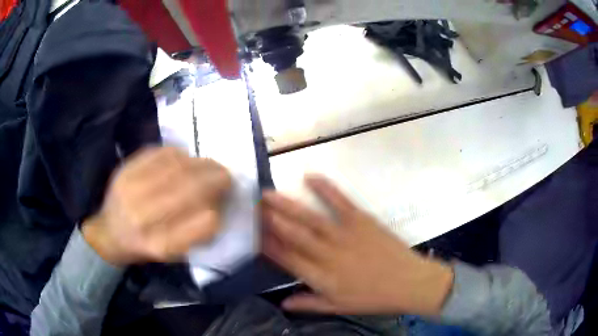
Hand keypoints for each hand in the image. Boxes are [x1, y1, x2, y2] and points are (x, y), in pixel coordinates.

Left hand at [82, 147, 231, 265]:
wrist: (108, 233)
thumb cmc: (143, 247)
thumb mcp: (171, 253)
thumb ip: (195, 233)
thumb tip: (217, 204)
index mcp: (159, 245)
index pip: (202, 224)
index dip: (219, 210)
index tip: (225, 203)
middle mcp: (143, 218)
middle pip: (189, 190)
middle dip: (214, 179)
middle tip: (226, 176)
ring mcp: (131, 190)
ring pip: (177, 168)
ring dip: (200, 164)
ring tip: (210, 165)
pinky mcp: (125, 170)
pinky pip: (159, 154)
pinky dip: (179, 153)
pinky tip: (186, 158)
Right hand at [262, 175, 452, 316]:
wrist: (409, 282)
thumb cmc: (373, 298)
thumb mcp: (339, 307)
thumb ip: (309, 304)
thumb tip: (283, 303)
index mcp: (322, 277)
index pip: (287, 259)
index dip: (268, 246)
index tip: (252, 234)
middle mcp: (328, 255)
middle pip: (294, 235)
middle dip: (271, 220)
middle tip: (254, 206)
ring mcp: (345, 235)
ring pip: (310, 219)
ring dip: (288, 205)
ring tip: (269, 194)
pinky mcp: (362, 220)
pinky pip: (340, 202)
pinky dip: (325, 188)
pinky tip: (310, 176)